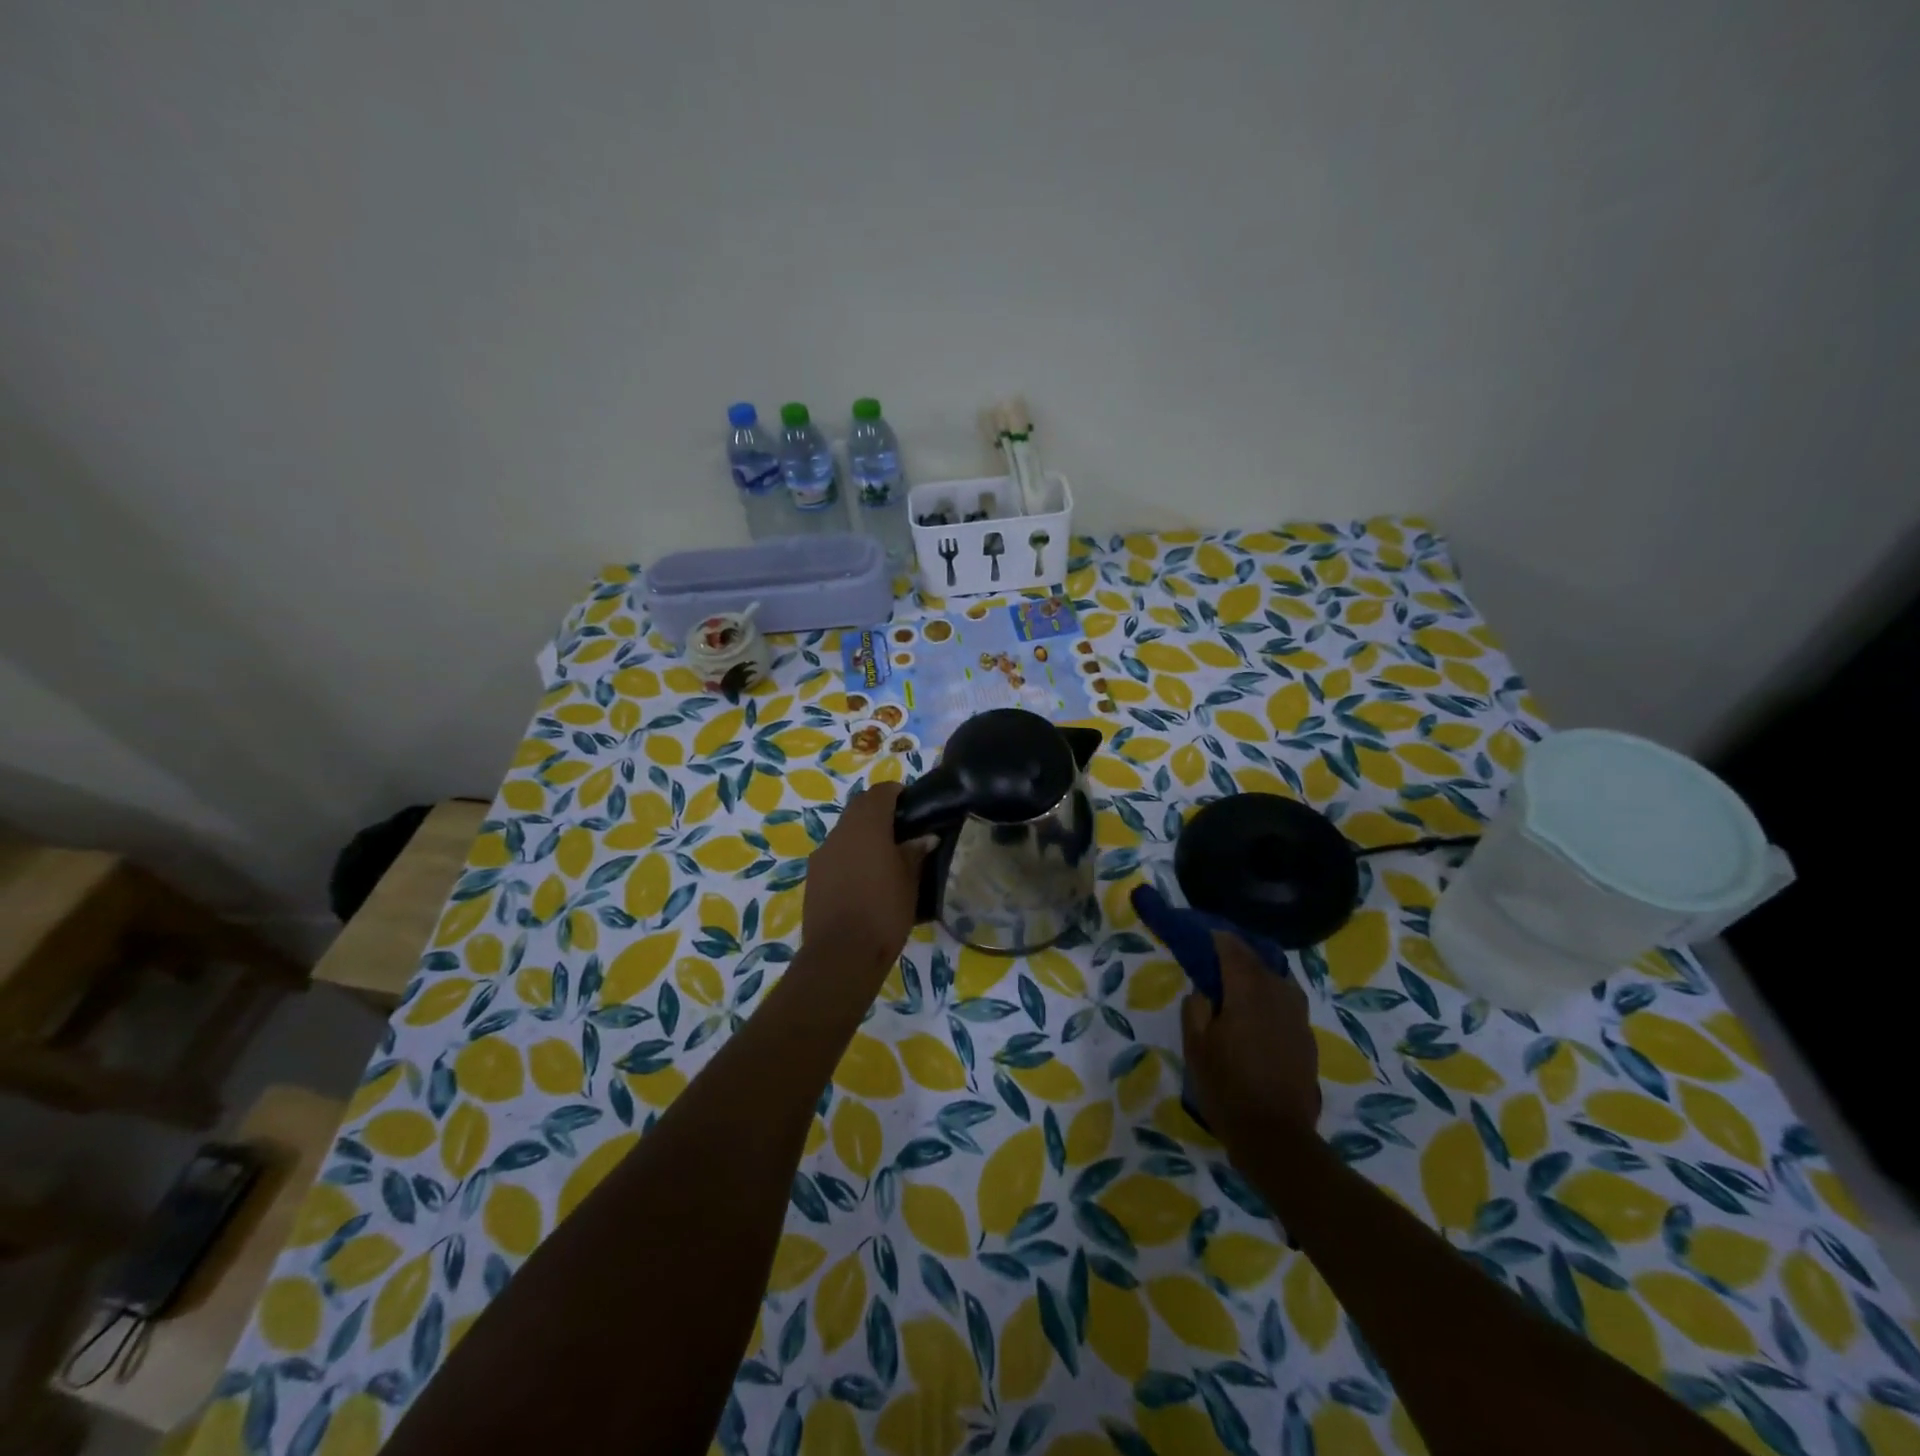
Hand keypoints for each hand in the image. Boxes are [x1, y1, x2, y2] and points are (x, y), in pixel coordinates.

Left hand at [801, 782, 928, 975]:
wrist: (840, 954)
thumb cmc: (884, 911)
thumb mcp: (910, 882)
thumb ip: (915, 853)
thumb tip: (925, 838)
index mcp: (866, 825)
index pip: (880, 792)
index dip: (896, 793)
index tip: (913, 804)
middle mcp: (840, 832)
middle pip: (859, 808)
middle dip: (879, 812)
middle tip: (903, 829)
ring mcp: (822, 854)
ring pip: (845, 832)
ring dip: (863, 835)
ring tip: (885, 857)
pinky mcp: (813, 876)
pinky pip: (835, 854)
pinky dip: (850, 856)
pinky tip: (865, 879)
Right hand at [1182, 932, 1321, 1145]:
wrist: (1275, 1136)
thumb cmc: (1227, 1087)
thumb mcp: (1195, 1047)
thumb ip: (1196, 1010)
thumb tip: (1203, 992)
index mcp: (1247, 993)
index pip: (1233, 952)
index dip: (1219, 939)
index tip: (1207, 933)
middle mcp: (1277, 996)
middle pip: (1259, 961)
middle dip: (1239, 953)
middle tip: (1220, 952)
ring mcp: (1297, 1018)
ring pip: (1279, 980)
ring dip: (1260, 972)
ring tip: (1243, 978)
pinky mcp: (1307, 1039)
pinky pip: (1289, 1002)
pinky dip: (1273, 994)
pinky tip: (1262, 1009)